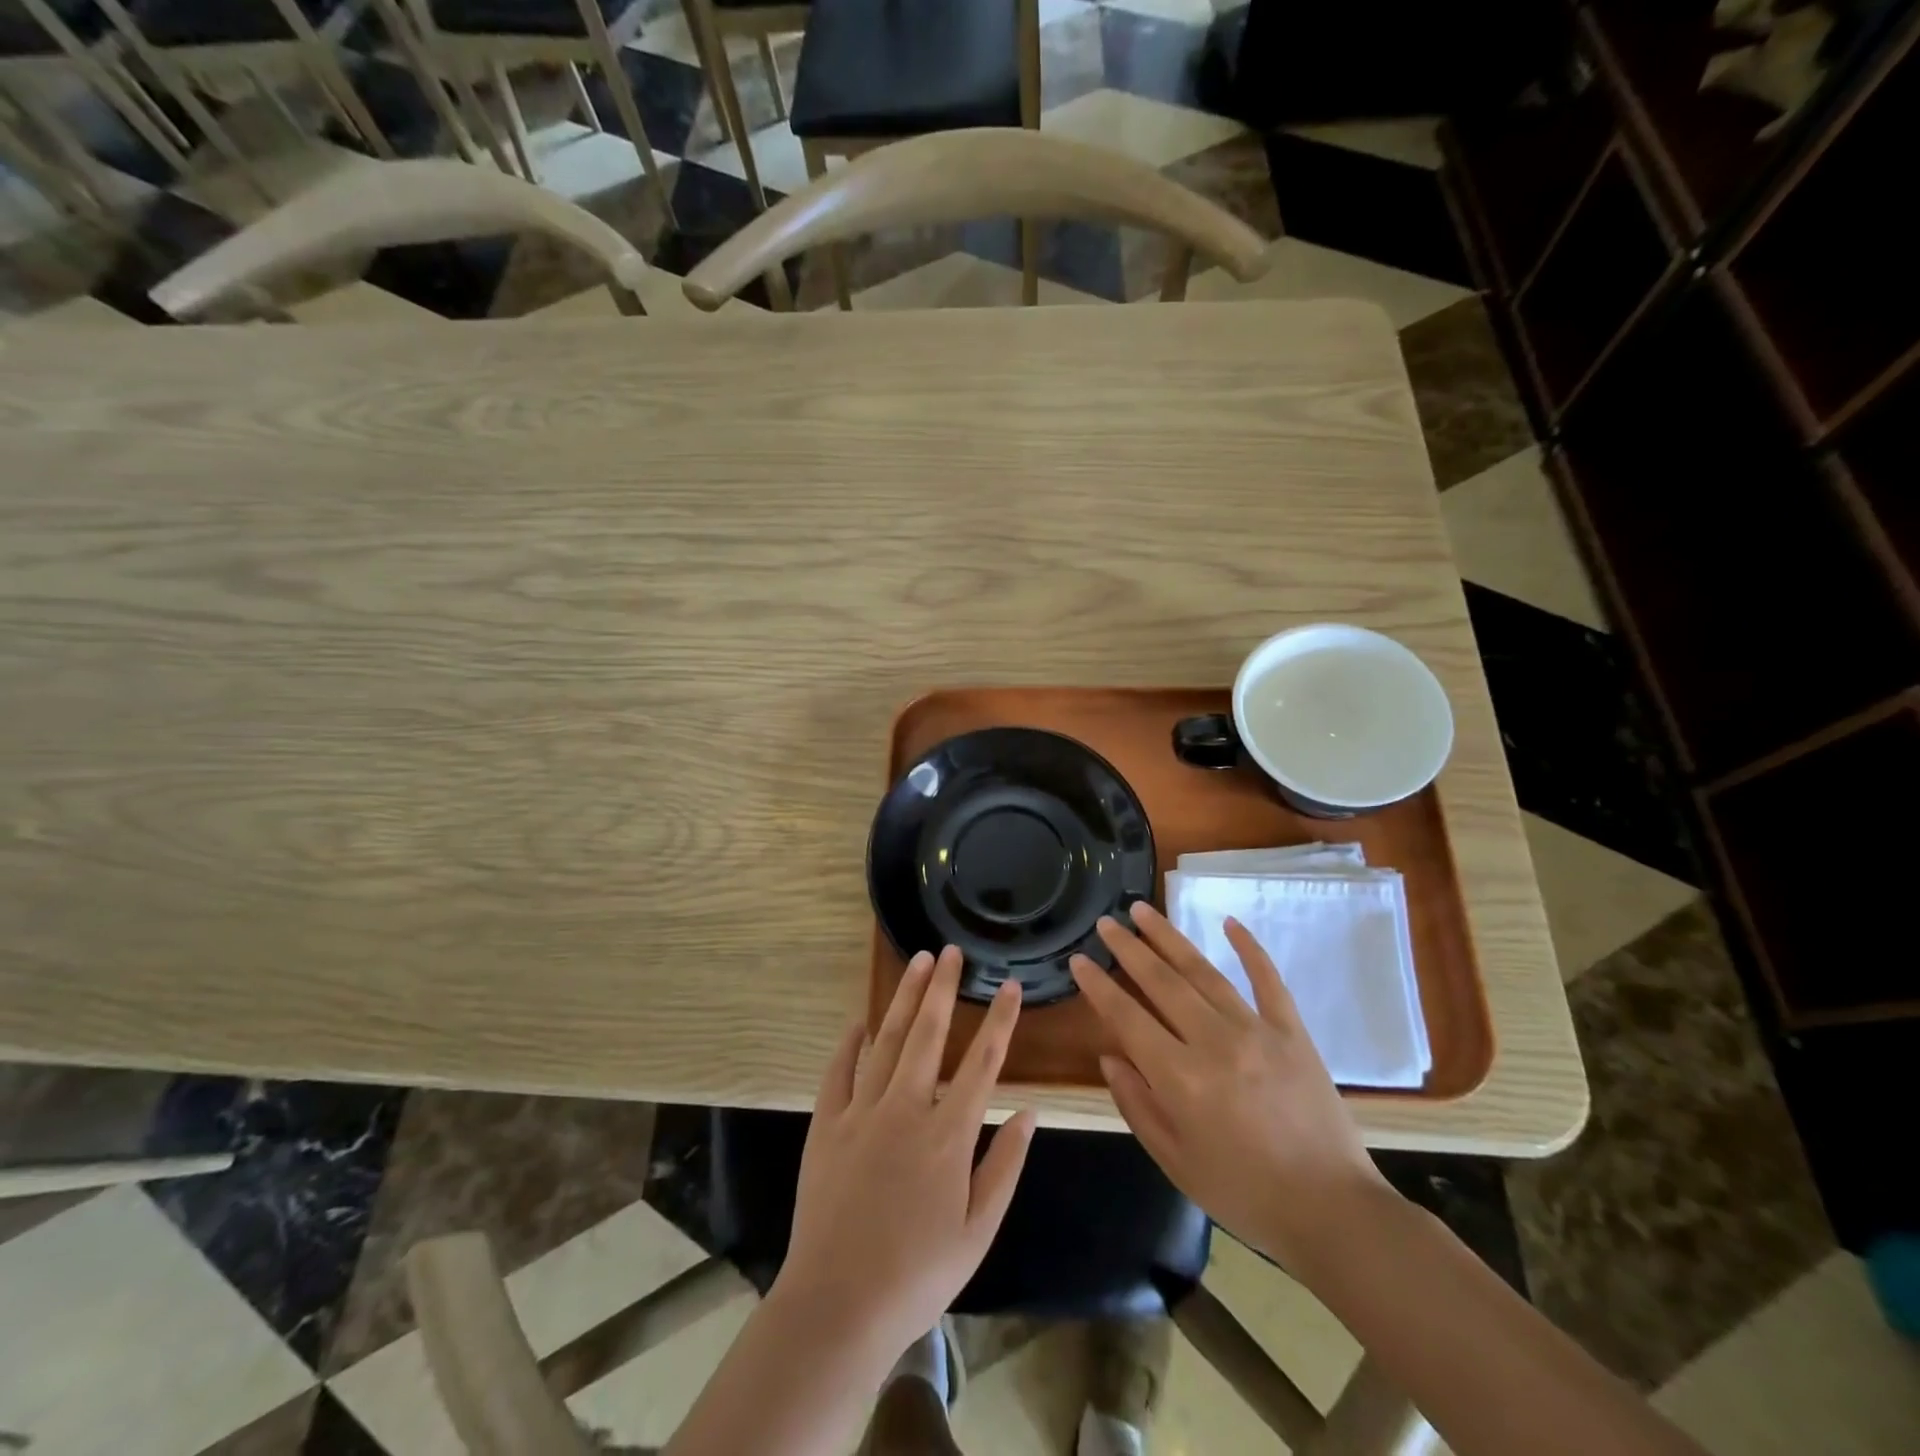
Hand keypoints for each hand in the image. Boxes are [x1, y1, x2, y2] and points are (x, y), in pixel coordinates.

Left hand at [774, 946, 1036, 1363]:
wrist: (838, 1306)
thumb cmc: (918, 1274)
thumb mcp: (978, 1231)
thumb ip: (1005, 1167)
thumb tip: (1029, 1114)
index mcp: (948, 1134)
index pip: (982, 1063)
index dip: (1000, 1021)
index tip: (1010, 987)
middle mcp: (906, 1109)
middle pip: (928, 1034)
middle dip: (943, 988)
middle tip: (951, 951)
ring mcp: (861, 1112)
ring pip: (886, 1040)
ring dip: (904, 998)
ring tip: (918, 962)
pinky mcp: (826, 1125)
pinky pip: (838, 1071)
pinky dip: (849, 1043)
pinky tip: (859, 1021)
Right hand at [1069, 903, 1392, 1270]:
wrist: (1333, 1212)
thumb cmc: (1244, 1194)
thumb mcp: (1175, 1161)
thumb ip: (1137, 1105)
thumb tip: (1110, 1057)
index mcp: (1180, 1078)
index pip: (1127, 1018)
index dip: (1098, 986)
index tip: (1079, 960)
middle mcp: (1214, 1042)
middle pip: (1162, 982)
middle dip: (1129, 949)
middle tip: (1106, 923)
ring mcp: (1257, 1031)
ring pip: (1204, 972)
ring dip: (1170, 938)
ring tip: (1143, 910)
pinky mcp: (1293, 1032)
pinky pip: (1268, 980)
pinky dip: (1249, 948)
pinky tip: (1229, 922)